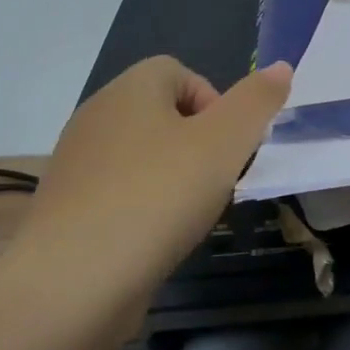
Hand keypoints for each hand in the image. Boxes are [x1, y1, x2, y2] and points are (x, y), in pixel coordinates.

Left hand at [4, 57, 291, 320]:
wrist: (74, 281)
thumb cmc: (158, 197)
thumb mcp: (226, 143)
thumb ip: (257, 101)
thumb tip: (281, 67)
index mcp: (129, 90)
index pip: (178, 71)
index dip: (215, 101)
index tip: (229, 146)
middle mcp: (96, 118)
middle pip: (162, 113)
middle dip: (199, 142)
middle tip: (217, 180)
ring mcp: (76, 165)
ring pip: (142, 155)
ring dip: (174, 176)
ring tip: (190, 214)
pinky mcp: (67, 209)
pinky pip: (120, 191)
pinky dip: (144, 206)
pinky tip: (156, 238)